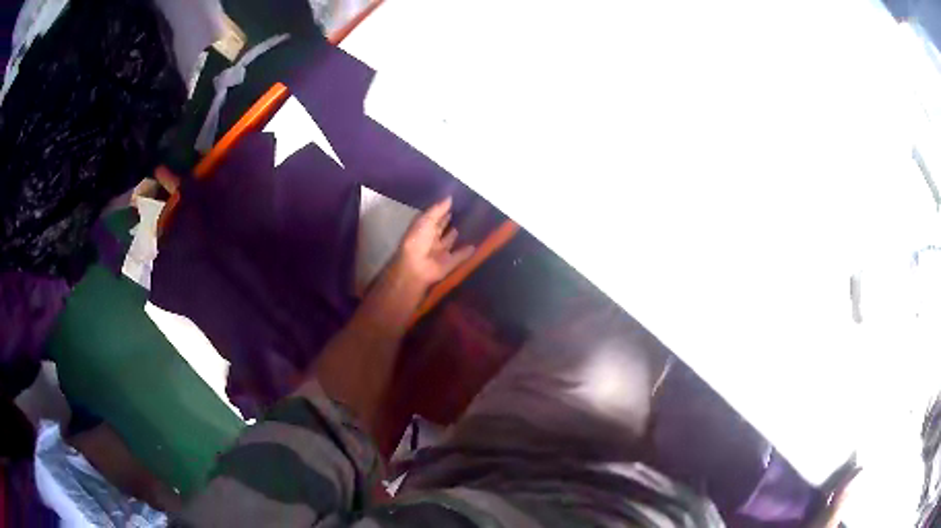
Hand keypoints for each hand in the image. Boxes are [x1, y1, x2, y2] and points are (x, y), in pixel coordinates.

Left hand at [393, 197, 474, 289]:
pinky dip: (467, 251)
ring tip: (474, 222)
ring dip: (460, 234)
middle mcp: (432, 239)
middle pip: (443, 228)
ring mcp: (441, 252)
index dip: (443, 209)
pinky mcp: (449, 263)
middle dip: (452, 220)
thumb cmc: (417, 241)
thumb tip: (450, 197)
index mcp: (423, 229)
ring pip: (452, 240)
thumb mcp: (425, 221)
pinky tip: (476, 243)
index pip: (435, 216)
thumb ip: (437, 210)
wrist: (417, 267)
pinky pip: (460, 255)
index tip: (456, 199)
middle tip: (468, 209)